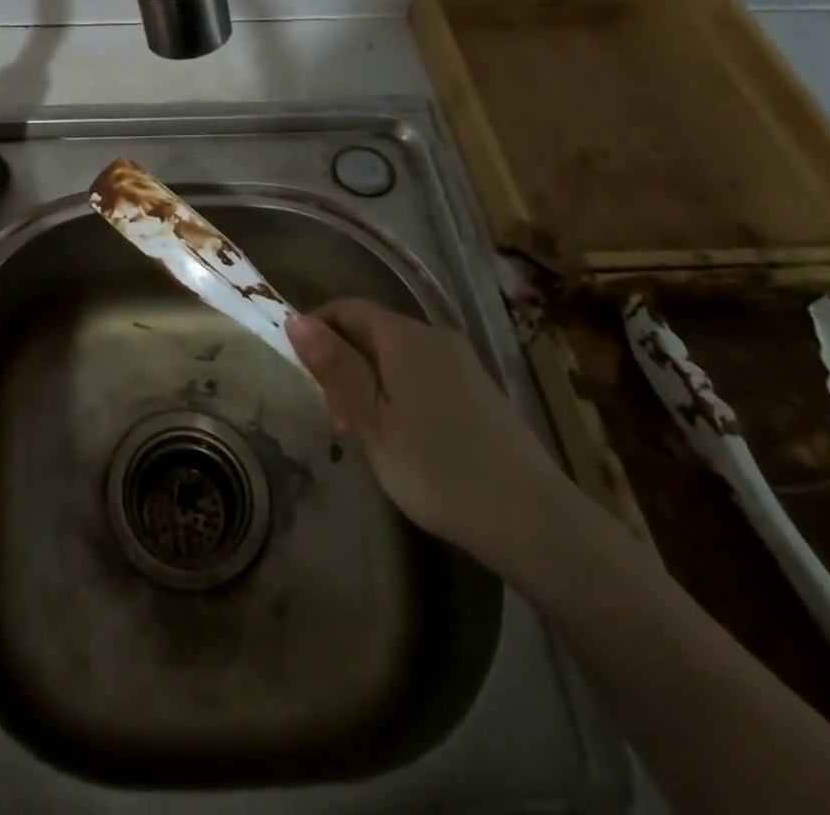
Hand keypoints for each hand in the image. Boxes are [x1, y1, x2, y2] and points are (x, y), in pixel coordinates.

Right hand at [288, 298, 570, 571]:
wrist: (534, 521)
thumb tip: (295, 319)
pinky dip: (400, 392)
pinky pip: (425, 375)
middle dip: (344, 360)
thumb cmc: (437, 468)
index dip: (318, 327)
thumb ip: (335, 366)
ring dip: (370, 381)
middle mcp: (435, 337)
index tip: (299, 366)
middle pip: (374, 330)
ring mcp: (463, 364)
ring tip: (362, 433)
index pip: (349, 308)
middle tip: (332, 415)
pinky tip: (403, 437)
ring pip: (399, 356)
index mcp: (405, 337)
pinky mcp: (481, 392)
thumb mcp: (371, 420)